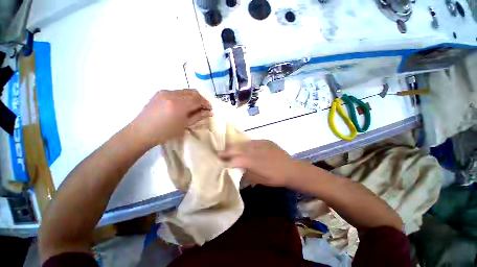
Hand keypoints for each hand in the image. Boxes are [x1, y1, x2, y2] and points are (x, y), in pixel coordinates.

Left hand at [132, 90, 212, 146]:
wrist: (142, 132)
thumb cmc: (165, 132)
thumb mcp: (184, 125)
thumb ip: (199, 116)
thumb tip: (210, 112)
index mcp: (179, 105)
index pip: (198, 99)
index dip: (206, 103)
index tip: (210, 109)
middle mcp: (172, 94)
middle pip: (193, 92)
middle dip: (201, 99)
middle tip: (204, 108)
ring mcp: (165, 91)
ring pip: (185, 90)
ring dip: (193, 97)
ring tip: (195, 106)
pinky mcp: (160, 92)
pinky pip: (177, 91)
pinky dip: (184, 96)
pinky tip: (184, 104)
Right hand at [219, 140, 297, 187]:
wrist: (291, 169)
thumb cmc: (274, 178)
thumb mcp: (258, 179)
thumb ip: (246, 173)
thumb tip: (237, 170)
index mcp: (251, 162)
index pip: (234, 160)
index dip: (226, 161)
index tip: (219, 162)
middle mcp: (253, 150)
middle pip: (236, 149)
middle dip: (227, 151)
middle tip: (219, 152)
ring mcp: (259, 144)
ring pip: (243, 144)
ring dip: (235, 146)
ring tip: (229, 148)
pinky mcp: (265, 141)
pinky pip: (252, 142)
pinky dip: (245, 144)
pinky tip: (243, 146)